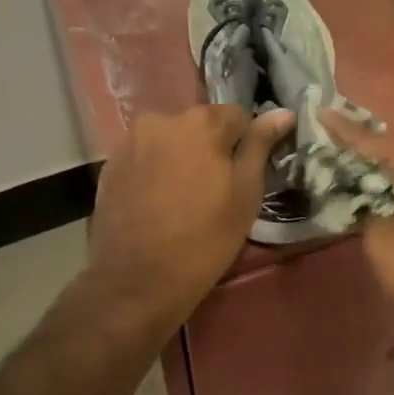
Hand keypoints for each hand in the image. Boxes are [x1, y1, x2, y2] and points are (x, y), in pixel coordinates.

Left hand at [84, 105, 294, 333]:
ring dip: (182, 159)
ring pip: (172, 142)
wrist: (137, 281)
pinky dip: (157, 172)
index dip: (246, 146)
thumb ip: (261, 145)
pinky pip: (146, 158)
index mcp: (200, 122)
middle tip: (216, 191)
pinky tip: (160, 204)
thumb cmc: (205, 238)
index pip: (239, 117)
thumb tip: (284, 112)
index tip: (244, 176)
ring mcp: (130, 142)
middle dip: (212, 150)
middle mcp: (161, 119)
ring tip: (185, 199)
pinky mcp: (109, 166)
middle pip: (201, 127)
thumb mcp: (246, 193)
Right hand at [324, 114, 393, 337]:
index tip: (321, 112)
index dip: (345, 131)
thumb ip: (366, 215)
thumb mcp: (383, 241)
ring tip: (351, 171)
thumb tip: (369, 209)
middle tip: (332, 144)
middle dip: (366, 153)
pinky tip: (383, 200)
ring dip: (385, 175)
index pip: (377, 142)